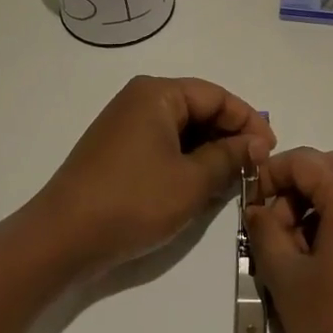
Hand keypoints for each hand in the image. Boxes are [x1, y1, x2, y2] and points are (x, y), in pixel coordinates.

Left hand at [36, 76, 275, 280]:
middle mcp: (140, 99)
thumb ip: (230, 157)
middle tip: (257, 166)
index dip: (248, 122)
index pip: (217, 96)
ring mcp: (125, 125)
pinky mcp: (117, 150)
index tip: (270, 151)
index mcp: (157, 93)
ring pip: (182, 129)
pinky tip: (203, 184)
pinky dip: (187, 160)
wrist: (61, 239)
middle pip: (199, 108)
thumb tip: (257, 144)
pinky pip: (163, 145)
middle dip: (230, 136)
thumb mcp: (192, 181)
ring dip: (210, 151)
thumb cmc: (133, 201)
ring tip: (235, 178)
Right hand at [246, 148, 332, 332]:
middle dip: (291, 193)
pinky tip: (323, 266)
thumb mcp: (289, 281)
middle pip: (325, 170)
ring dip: (312, 209)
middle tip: (271, 234)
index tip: (248, 209)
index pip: (302, 160)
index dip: (269, 176)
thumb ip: (265, 235)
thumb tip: (257, 209)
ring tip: (293, 256)